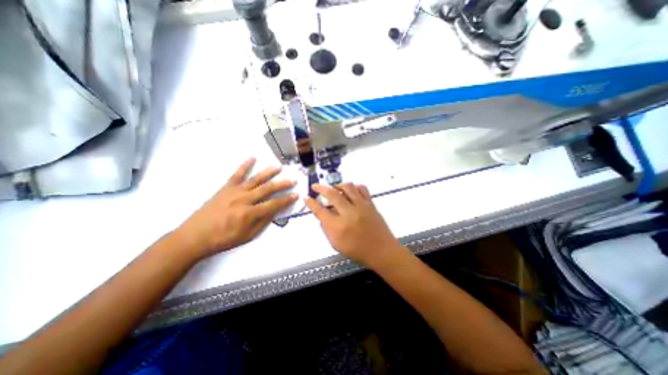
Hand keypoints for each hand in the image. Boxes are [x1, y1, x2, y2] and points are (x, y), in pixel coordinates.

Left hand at [175, 157, 296, 259]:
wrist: (194, 236)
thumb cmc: (223, 239)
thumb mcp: (247, 236)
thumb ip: (262, 222)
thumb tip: (275, 211)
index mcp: (250, 213)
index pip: (274, 204)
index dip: (287, 200)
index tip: (296, 194)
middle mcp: (244, 200)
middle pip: (267, 189)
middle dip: (282, 184)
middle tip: (293, 180)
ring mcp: (234, 192)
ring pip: (255, 179)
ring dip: (268, 172)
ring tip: (278, 167)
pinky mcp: (225, 188)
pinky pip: (237, 174)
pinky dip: (245, 165)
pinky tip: (252, 157)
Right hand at [304, 182, 406, 267]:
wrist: (381, 250)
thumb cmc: (357, 250)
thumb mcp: (336, 244)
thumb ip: (326, 229)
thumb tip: (321, 215)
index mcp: (338, 226)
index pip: (320, 211)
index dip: (311, 203)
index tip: (306, 197)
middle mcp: (349, 213)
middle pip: (332, 194)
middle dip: (321, 188)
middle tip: (316, 186)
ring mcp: (361, 206)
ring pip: (347, 187)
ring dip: (337, 185)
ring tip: (334, 188)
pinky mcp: (370, 203)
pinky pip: (362, 188)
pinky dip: (354, 186)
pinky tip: (350, 190)